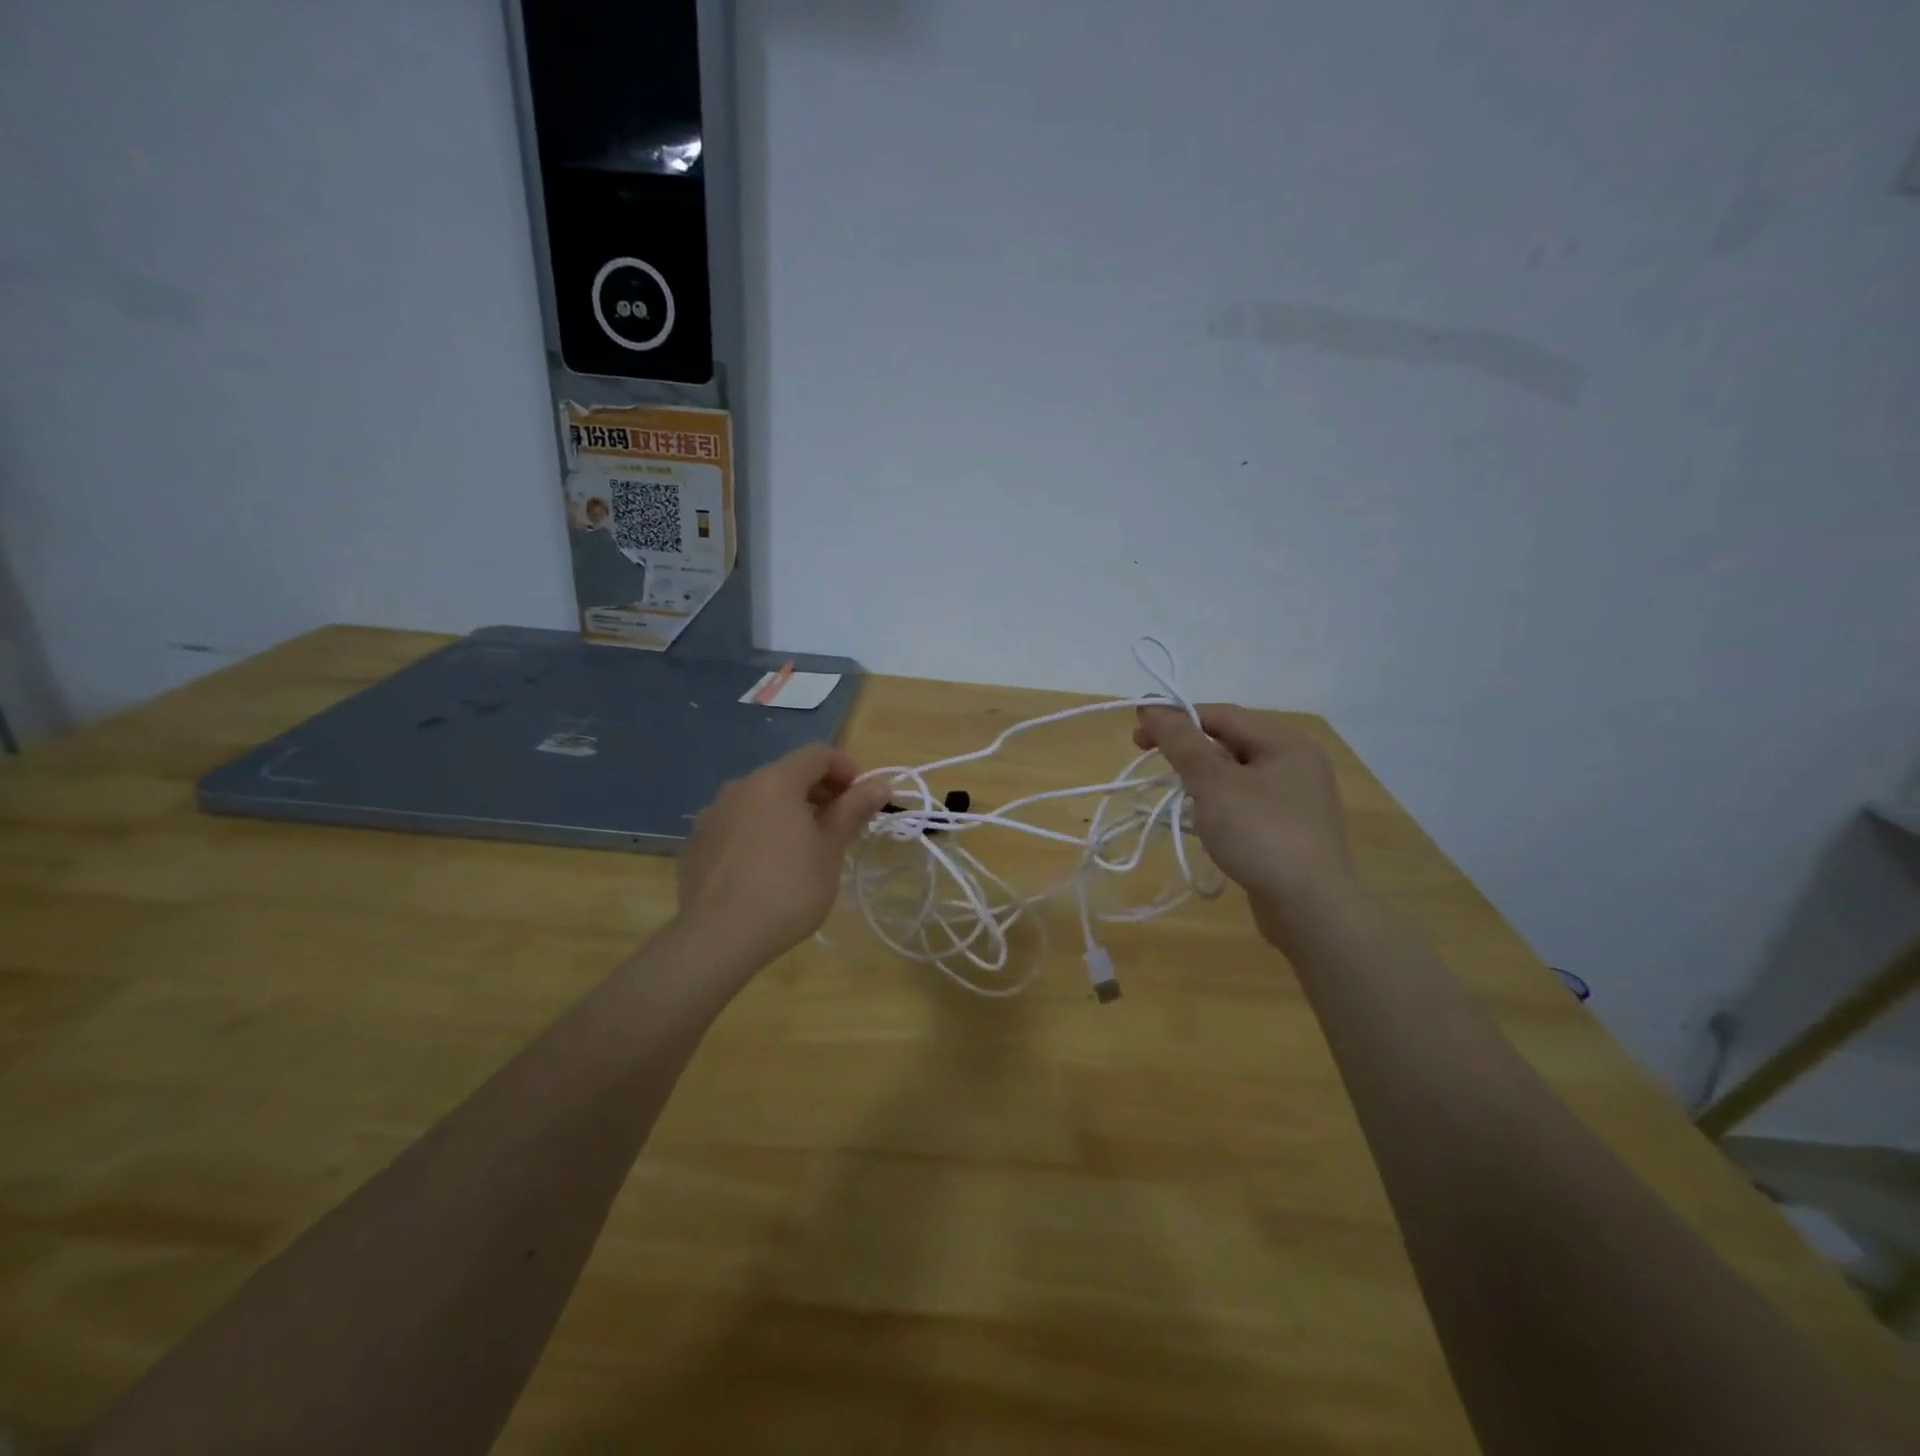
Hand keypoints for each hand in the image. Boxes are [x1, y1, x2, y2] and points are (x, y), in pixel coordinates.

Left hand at [675, 742, 893, 976]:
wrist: (718, 937)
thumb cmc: (788, 889)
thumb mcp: (830, 850)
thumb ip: (852, 811)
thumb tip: (879, 786)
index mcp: (775, 781)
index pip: (818, 754)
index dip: (847, 769)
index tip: (861, 800)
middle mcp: (740, 787)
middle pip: (788, 774)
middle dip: (819, 793)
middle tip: (839, 828)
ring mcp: (713, 814)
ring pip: (761, 800)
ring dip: (788, 812)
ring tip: (804, 850)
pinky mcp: (698, 843)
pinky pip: (738, 824)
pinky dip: (760, 832)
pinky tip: (767, 869)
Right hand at [1134, 703, 1355, 948]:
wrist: (1311, 907)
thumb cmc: (1260, 833)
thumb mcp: (1213, 782)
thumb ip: (1181, 741)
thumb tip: (1152, 705)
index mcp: (1285, 741)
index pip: (1221, 715)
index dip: (1175, 720)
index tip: (1137, 737)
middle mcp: (1297, 763)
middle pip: (1230, 743)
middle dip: (1188, 752)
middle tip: (1152, 766)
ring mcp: (1299, 799)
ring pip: (1238, 776)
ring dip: (1203, 781)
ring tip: (1176, 797)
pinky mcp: (1293, 830)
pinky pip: (1248, 804)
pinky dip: (1221, 806)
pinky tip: (1205, 825)